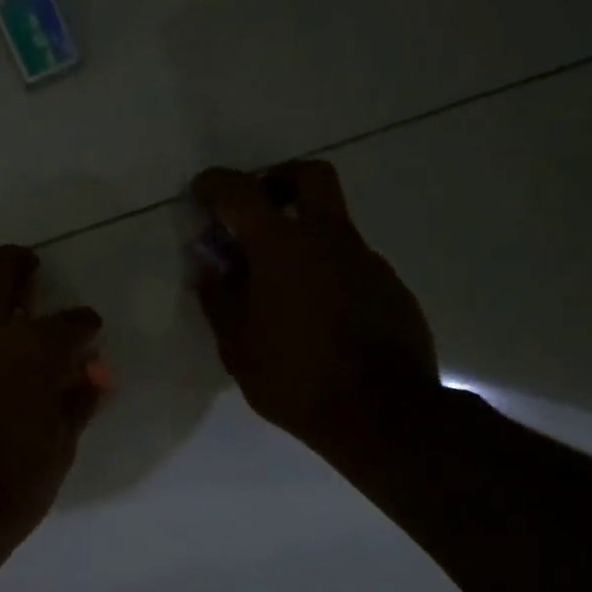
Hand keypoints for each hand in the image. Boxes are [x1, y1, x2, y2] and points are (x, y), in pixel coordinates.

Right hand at [190, 161, 441, 456]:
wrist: (383, 414)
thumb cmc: (295, 380)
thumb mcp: (237, 346)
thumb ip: (219, 298)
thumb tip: (210, 266)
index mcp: (282, 247)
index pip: (241, 193)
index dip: (216, 185)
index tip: (201, 191)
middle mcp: (329, 239)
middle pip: (310, 177)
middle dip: (278, 180)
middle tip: (257, 210)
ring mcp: (367, 261)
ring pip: (332, 225)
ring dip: (302, 236)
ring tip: (279, 285)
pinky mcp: (390, 287)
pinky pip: (350, 262)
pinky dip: (326, 270)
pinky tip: (315, 314)